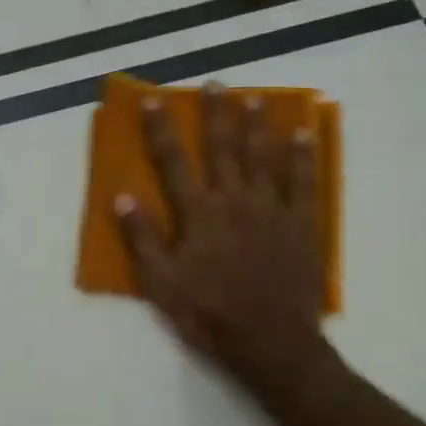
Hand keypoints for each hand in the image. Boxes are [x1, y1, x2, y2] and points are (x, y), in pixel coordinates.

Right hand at [114, 83, 341, 404]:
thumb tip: (122, 197)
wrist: (269, 342)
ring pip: (264, 157)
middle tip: (216, 84)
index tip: (154, 100)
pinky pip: (304, 183)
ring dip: (258, 125)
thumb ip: (142, 238)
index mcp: (199, 213)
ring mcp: (272, 210)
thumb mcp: (161, 282)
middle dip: (217, 114)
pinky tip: (304, 135)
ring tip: (256, 98)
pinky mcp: (302, 225)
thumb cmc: (208, 313)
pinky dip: (303, 157)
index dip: (161, 129)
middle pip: (224, 149)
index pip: (174, 162)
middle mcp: (235, 200)